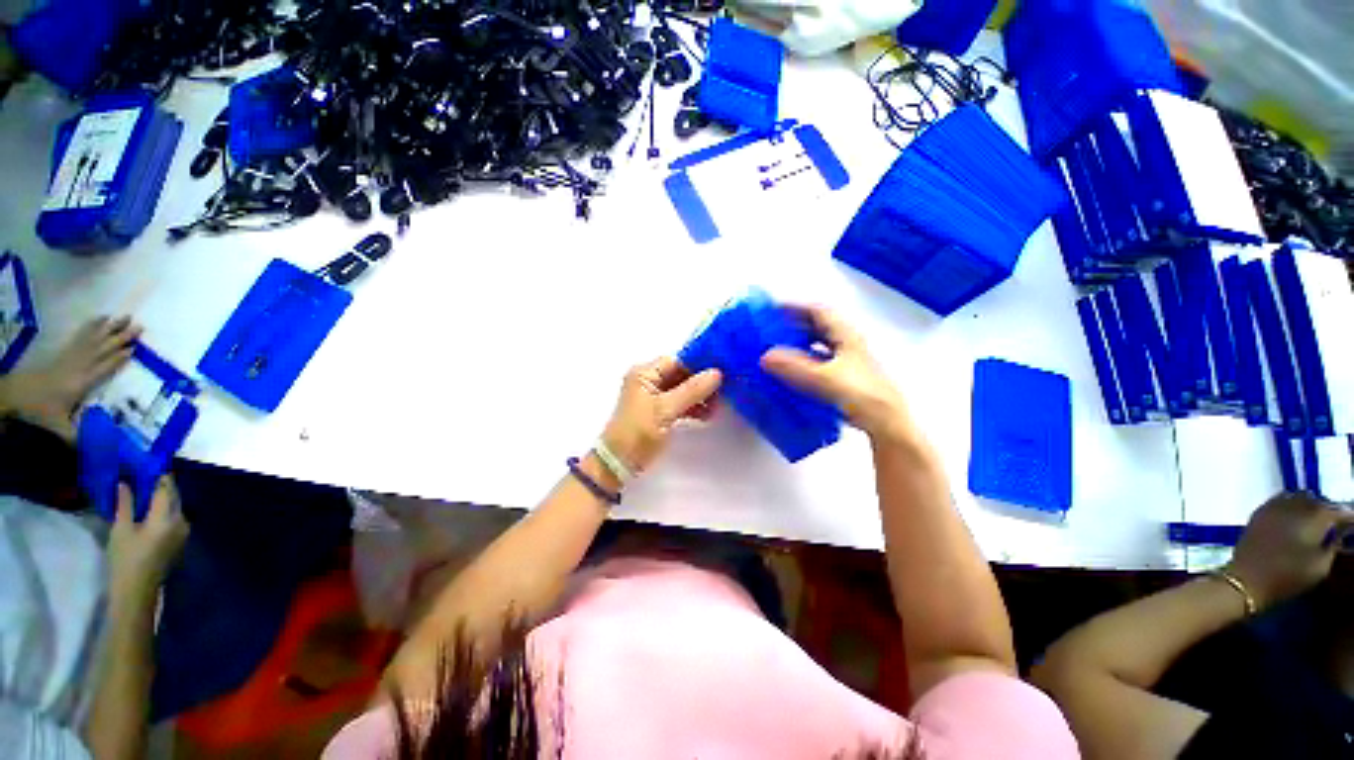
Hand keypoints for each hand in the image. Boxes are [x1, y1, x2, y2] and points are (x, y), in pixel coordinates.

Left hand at [0, 316, 139, 440]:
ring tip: (125, 317)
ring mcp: (70, 358)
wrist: (14, 396)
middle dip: (120, 337)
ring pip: (94, 339)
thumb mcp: (58, 429)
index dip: (118, 359)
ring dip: (110, 328)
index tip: (135, 349)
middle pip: (102, 349)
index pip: (103, 368)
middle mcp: (78, 367)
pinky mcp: (64, 353)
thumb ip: (78, 437)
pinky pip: (80, 337)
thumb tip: (100, 448)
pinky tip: (99, 319)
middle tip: (138, 325)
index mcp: (81, 383)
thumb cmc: (39, 412)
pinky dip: (91, 327)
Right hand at [108, 477, 188, 591]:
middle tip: (142, 474)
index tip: (146, 462)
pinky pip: (174, 516)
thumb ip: (125, 504)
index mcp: (167, 517)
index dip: (157, 475)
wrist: (137, 591)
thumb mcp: (121, 529)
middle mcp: (180, 521)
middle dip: (160, 484)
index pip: (165, 488)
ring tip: (143, 488)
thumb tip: (124, 483)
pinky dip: (163, 508)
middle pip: (173, 496)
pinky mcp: (179, 539)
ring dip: (162, 496)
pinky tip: (148, 508)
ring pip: (174, 506)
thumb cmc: (126, 559)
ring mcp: (183, 531)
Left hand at [600, 357, 721, 474]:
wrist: (618, 463)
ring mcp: (653, 396)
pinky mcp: (658, 411)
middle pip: (680, 374)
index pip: (676, 361)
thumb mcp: (665, 410)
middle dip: (701, 383)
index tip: (721, 371)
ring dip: (699, 396)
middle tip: (723, 390)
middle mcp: (648, 380)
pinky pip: (679, 402)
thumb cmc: (638, 432)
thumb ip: (691, 390)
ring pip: (682, 389)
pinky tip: (707, 414)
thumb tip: (717, 373)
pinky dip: (692, 407)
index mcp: (644, 373)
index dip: (698, 365)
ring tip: (717, 406)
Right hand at [760, 305, 910, 439]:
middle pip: (818, 325)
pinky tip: (793, 372)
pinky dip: (805, 361)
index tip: (772, 311)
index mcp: (846, 335)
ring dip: (799, 343)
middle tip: (770, 332)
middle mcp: (848, 343)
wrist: (887, 423)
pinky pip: (820, 361)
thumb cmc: (860, 394)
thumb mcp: (824, 379)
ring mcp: (849, 360)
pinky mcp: (847, 376)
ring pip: (820, 343)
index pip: (818, 310)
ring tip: (777, 350)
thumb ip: (795, 367)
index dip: (795, 307)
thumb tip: (765, 356)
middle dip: (794, 325)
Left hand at [1229, 492, 1353, 609]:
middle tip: (1334, 523)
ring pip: (1298, 497)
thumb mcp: (1321, 566)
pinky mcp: (1259, 513)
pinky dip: (1291, 506)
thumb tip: (1338, 534)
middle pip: (1317, 501)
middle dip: (1328, 509)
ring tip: (1315, 521)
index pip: (1337, 511)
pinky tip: (1295, 519)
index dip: (1347, 517)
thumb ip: (1333, 546)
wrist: (1246, 578)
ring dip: (1309, 506)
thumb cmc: (1287, 576)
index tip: (1351, 524)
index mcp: (1314, 518)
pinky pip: (1280, 501)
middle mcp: (1294, 506)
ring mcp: (1273, 507)